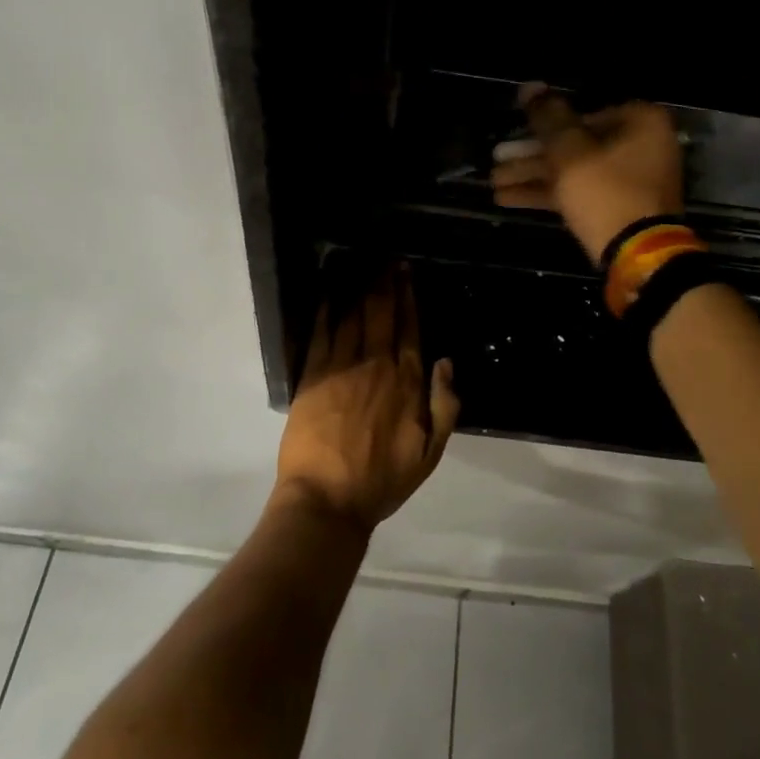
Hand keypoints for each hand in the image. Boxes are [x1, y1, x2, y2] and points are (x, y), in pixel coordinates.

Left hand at [275, 266, 459, 530]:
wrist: (328, 499)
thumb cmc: (382, 479)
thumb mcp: (431, 452)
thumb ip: (445, 405)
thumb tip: (446, 362)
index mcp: (407, 381)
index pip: (410, 327)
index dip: (408, 297)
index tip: (406, 272)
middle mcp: (377, 364)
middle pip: (382, 313)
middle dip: (385, 282)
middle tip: (385, 258)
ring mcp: (343, 367)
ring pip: (354, 316)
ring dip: (359, 287)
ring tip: (361, 264)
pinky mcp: (313, 375)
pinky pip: (321, 333)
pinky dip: (326, 309)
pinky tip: (329, 292)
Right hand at [490, 84, 684, 264]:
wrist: (637, 256)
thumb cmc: (605, 191)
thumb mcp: (569, 150)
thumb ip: (547, 116)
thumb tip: (529, 86)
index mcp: (640, 122)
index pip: (584, 112)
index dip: (546, 123)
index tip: (517, 131)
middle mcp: (640, 146)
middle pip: (576, 143)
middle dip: (532, 155)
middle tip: (496, 159)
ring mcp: (630, 180)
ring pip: (574, 170)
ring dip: (533, 175)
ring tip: (493, 182)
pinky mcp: (617, 208)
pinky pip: (579, 192)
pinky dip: (548, 193)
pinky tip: (507, 198)